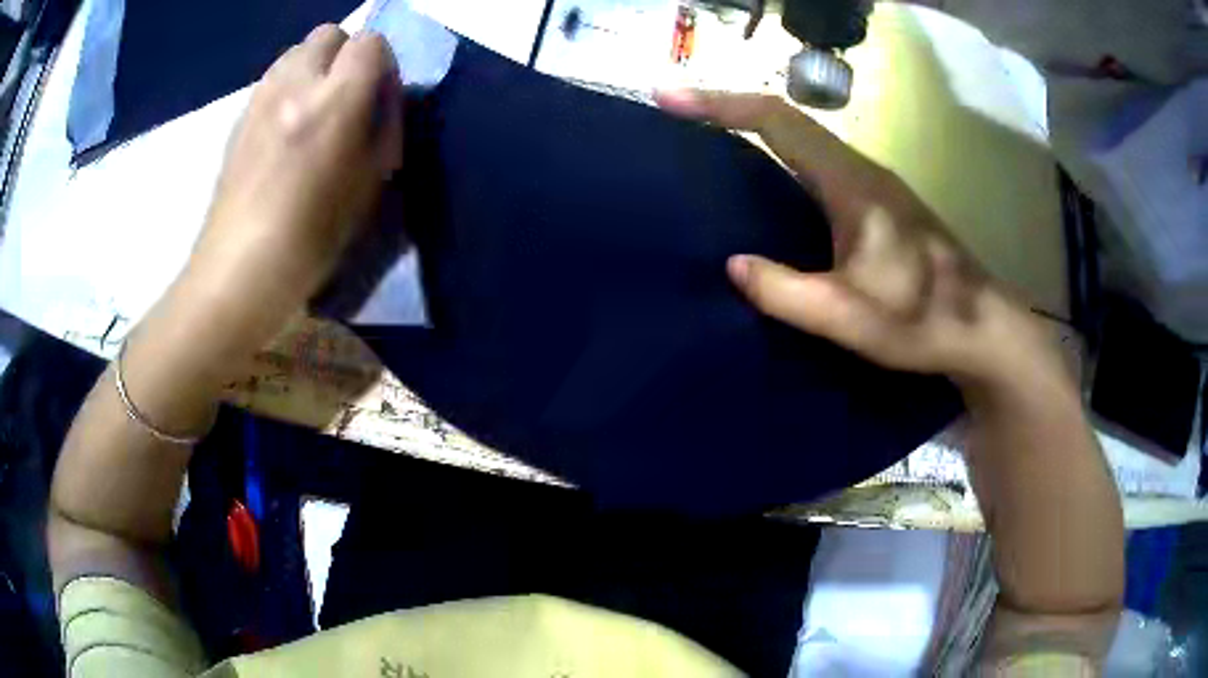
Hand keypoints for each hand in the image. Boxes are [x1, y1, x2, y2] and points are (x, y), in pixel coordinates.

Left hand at [175, 25, 402, 357]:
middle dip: (345, 54)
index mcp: (333, 102)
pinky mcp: (239, 116)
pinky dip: (287, 85)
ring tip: (313, 109)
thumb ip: (384, 126)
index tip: (378, 98)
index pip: (370, 42)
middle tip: (345, 96)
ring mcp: (261, 97)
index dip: (381, 64)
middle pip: (329, 33)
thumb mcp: (370, 184)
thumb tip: (384, 96)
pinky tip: (285, 126)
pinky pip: (272, 78)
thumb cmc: (311, 238)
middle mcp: (295, 84)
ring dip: (314, 67)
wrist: (239, 270)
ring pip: (296, 50)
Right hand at [655, 90, 1063, 389]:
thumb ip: (786, 292)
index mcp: (851, 183)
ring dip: (757, 135)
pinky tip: (769, 192)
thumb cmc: (923, 319)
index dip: (720, 103)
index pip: (777, 121)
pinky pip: (819, 167)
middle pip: (789, 122)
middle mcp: (861, 170)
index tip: (669, 96)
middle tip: (681, 120)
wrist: (982, 327)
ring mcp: (874, 186)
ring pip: (806, 143)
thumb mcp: (849, 316)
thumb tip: (733, 265)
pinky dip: (782, 162)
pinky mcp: (881, 205)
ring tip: (712, 150)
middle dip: (731, 112)